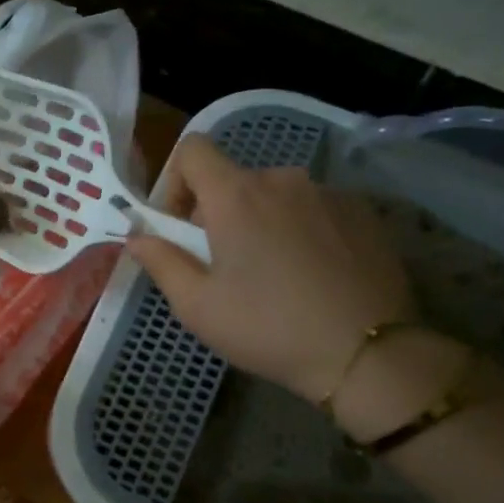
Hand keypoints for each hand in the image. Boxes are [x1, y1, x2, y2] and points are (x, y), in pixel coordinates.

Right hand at [126, 136, 415, 402]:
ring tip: (271, 276)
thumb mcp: (197, 306)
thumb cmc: (267, 328)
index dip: (175, 181)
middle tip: (222, 267)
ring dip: (260, 222)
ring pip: (275, 196)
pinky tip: (310, 276)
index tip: (179, 227)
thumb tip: (137, 236)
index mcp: (236, 195)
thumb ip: (161, 262)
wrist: (367, 353)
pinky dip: (299, 231)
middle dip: (217, 214)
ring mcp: (328, 194)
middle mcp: (283, 179)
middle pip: (234, 179)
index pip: (193, 149)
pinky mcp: (363, 213)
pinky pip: (313, 209)